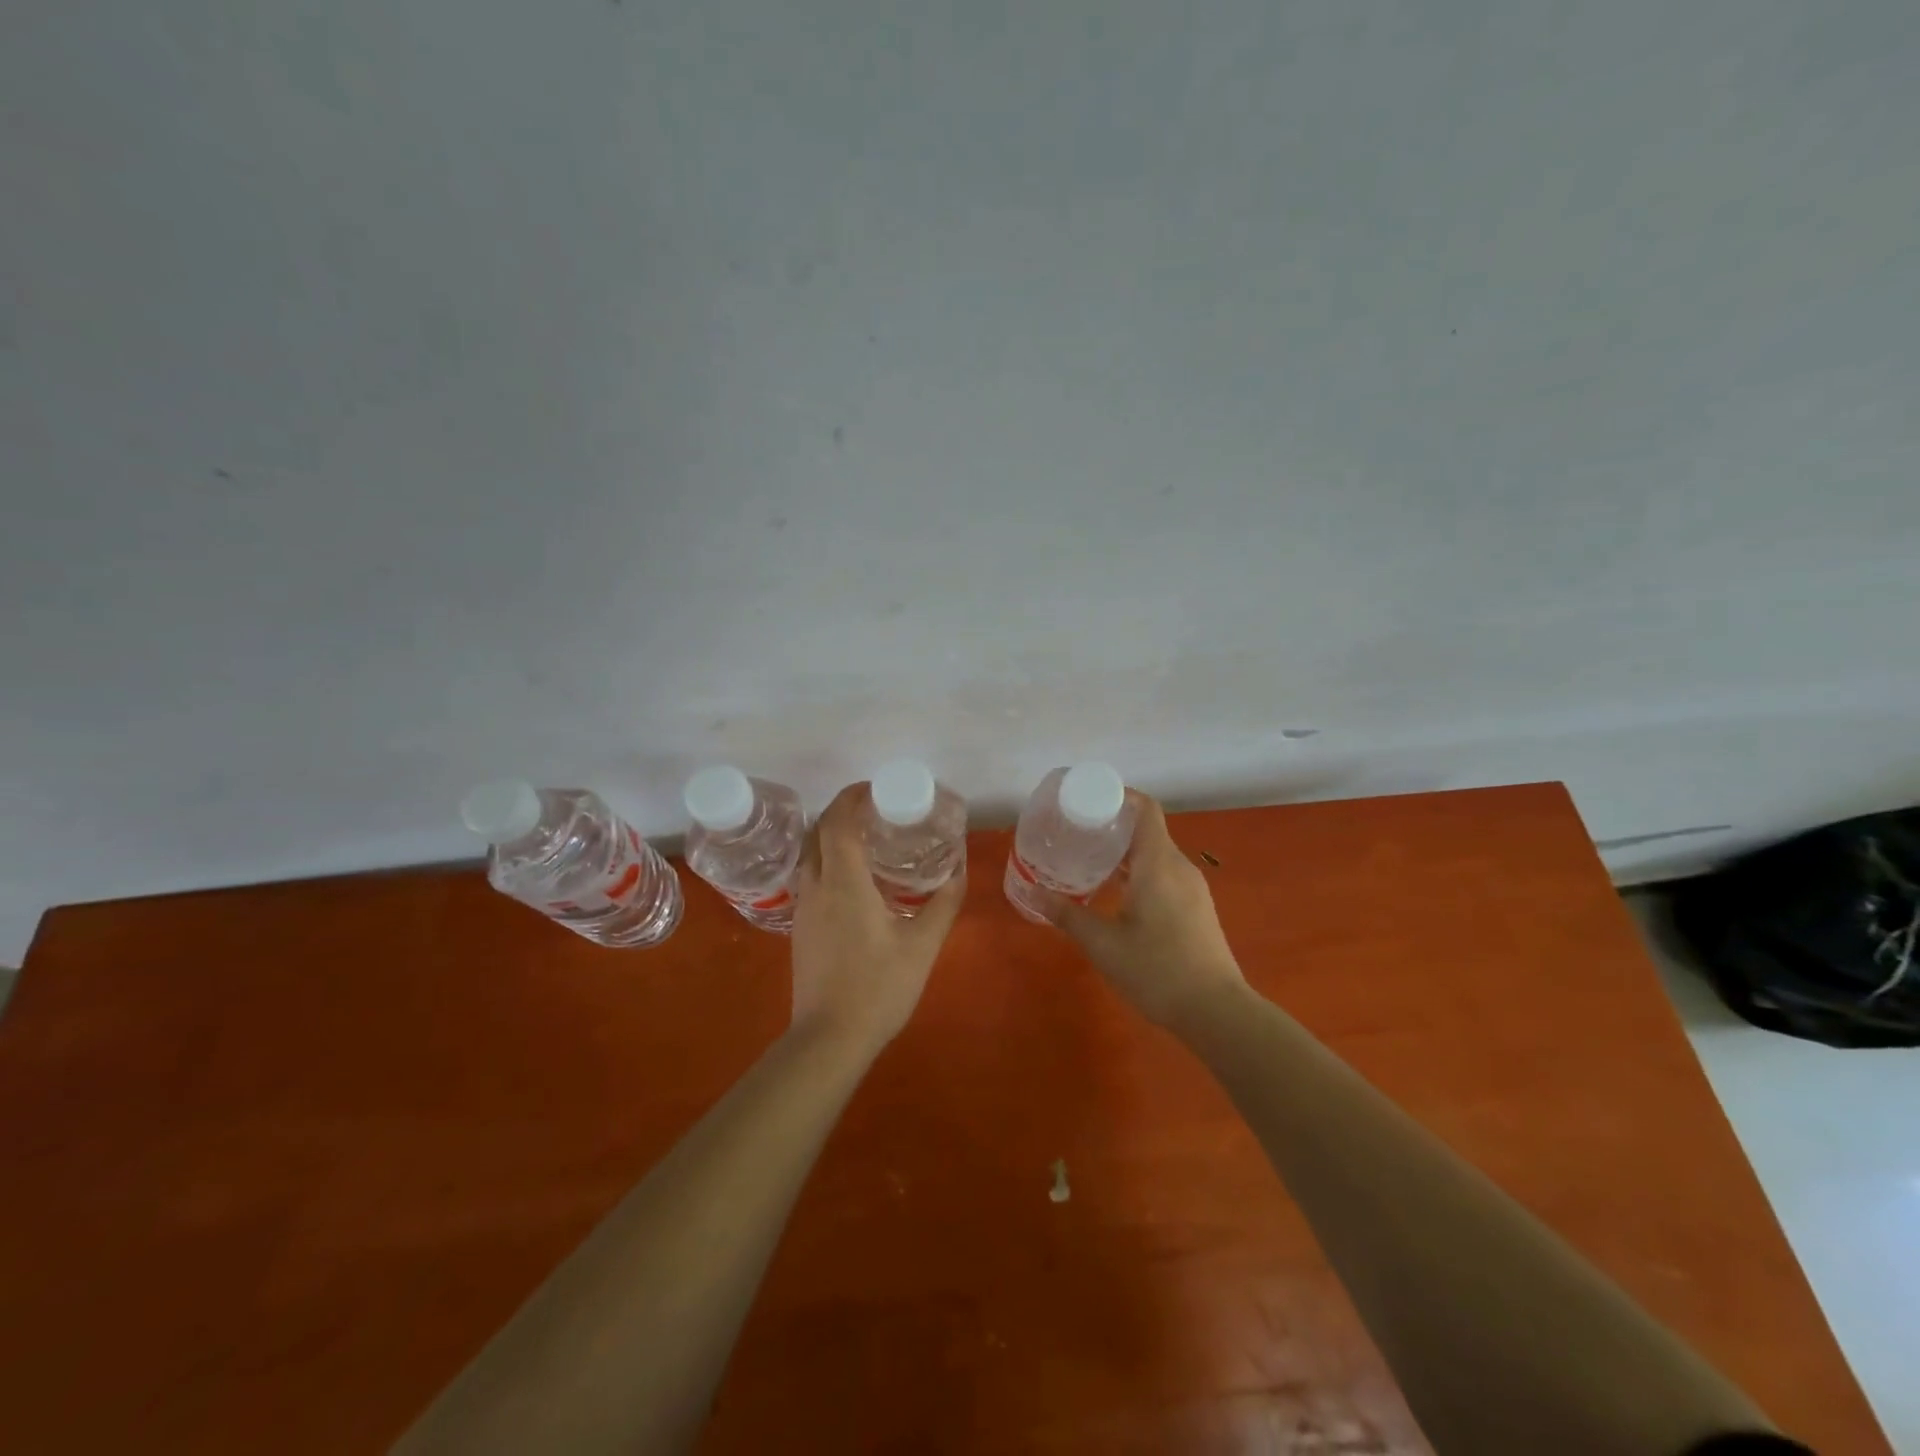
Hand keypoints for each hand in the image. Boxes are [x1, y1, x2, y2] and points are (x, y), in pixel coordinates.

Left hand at [788, 782, 965, 1056]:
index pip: (838, 822)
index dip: (852, 797)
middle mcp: (816, 886)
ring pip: (808, 853)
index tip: (875, 788)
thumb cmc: (878, 988)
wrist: (829, 1039)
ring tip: (865, 837)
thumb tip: (960, 870)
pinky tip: (853, 878)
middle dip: (841, 810)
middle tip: (874, 808)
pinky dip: (826, 859)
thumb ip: (944, 904)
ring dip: (830, 834)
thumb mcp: (922, 945)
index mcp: (843, 882)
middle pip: (817, 831)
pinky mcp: (800, 927)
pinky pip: (809, 875)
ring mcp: (803, 907)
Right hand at [1047, 793, 1248, 1031]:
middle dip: (1112, 827)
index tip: (1086, 802)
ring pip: (1155, 854)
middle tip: (1075, 834)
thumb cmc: (1157, 970)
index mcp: (1158, 863)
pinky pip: (1164, 874)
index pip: (1145, 809)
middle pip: (1147, 830)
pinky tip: (1116, 894)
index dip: (1118, 797)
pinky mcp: (1196, 908)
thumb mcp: (1103, 944)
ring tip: (1089, 862)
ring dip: (1124, 853)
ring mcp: (1192, 888)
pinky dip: (1139, 872)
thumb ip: (1067, 914)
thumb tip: (1033, 893)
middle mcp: (1179, 867)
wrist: (1216, 1012)